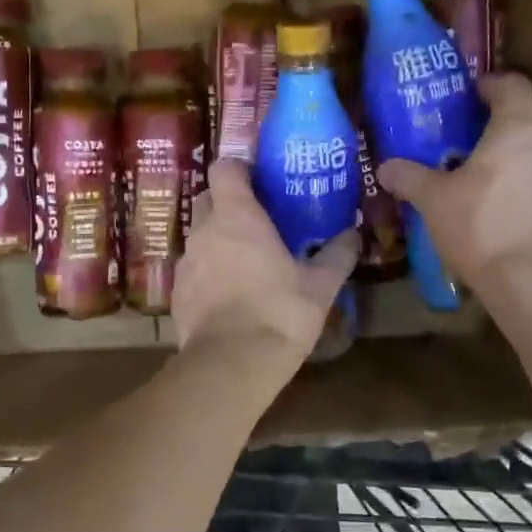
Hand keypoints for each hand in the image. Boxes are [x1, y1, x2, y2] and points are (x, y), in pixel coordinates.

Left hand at [172, 159, 357, 370]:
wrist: (232, 363)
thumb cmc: (279, 313)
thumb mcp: (320, 286)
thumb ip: (337, 255)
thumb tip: (354, 234)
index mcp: (237, 217)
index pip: (224, 168)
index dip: (239, 169)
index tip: (259, 181)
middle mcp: (204, 231)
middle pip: (207, 199)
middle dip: (228, 204)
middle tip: (257, 222)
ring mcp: (186, 262)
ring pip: (199, 236)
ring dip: (218, 241)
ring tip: (246, 262)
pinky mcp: (176, 293)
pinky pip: (192, 270)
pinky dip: (208, 273)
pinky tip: (229, 295)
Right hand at [376, 72, 531, 294]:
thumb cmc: (482, 226)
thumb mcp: (434, 201)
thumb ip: (410, 178)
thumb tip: (385, 167)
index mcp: (518, 128)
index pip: (511, 86)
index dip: (490, 84)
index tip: (468, 93)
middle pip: (525, 120)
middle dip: (495, 126)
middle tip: (462, 141)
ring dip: (510, 159)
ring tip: (478, 177)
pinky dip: (522, 186)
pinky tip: (498, 209)